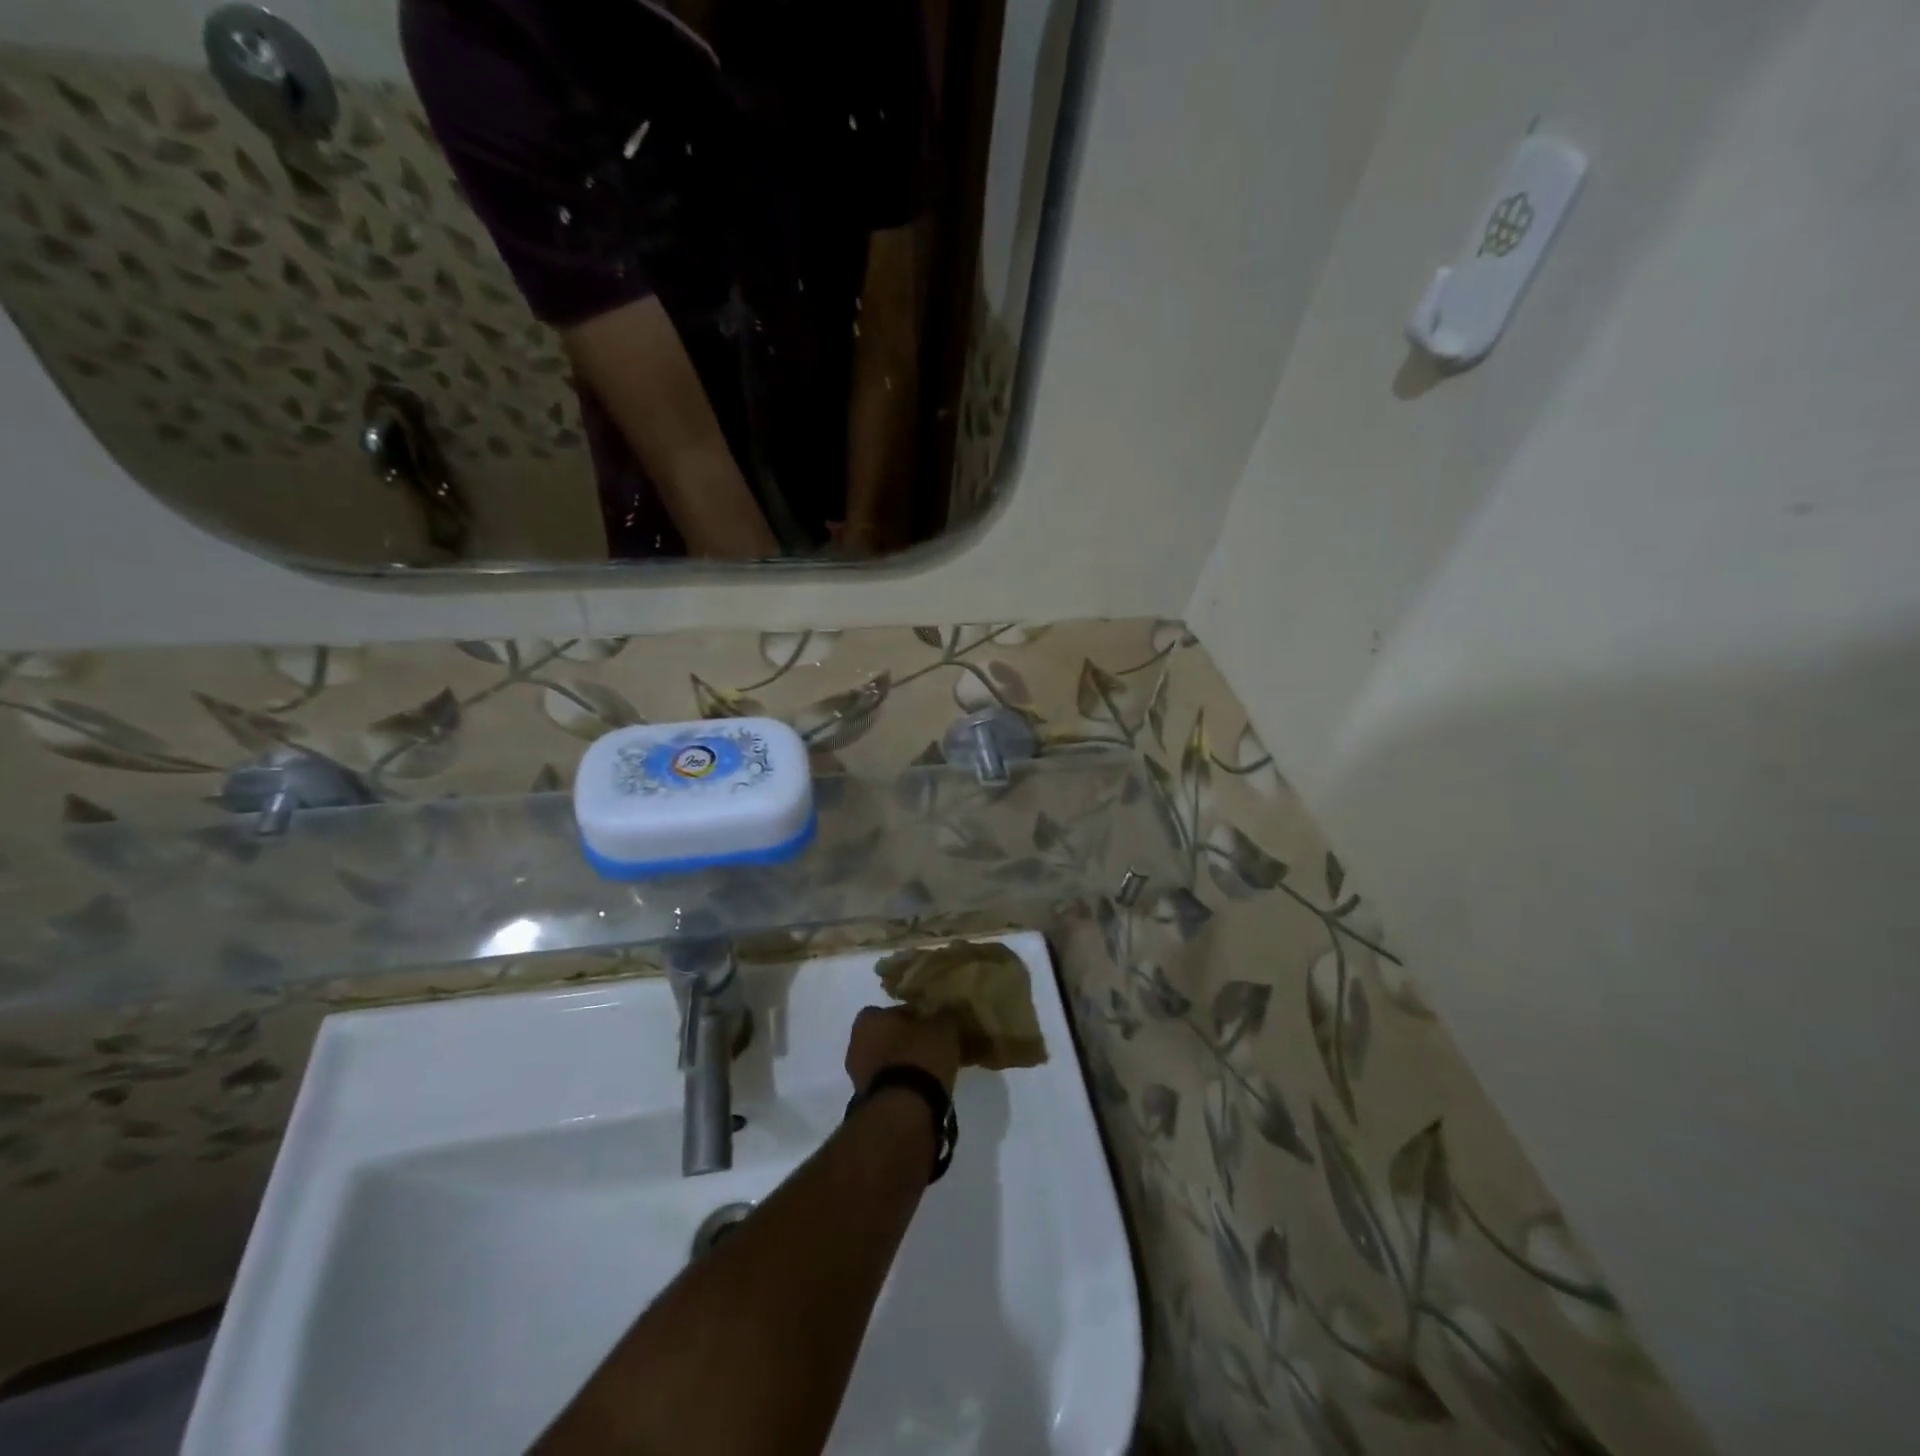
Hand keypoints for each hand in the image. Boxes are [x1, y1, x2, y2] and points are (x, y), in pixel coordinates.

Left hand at [847, 1006, 960, 1096]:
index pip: (895, 1011)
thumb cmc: (920, 1057)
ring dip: (902, 1065)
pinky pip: (887, 1084)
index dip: (916, 1017)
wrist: (903, 1109)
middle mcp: (855, 1043)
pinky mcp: (866, 1100)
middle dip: (905, 1041)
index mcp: (869, 1019)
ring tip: (929, 1071)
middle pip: (887, 1036)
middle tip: (930, 1048)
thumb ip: (943, 1015)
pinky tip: (921, 1089)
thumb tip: (945, 1012)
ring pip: (885, 1062)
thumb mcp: (944, 1027)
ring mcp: (858, 1075)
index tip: (933, 1026)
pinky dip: (900, 1085)